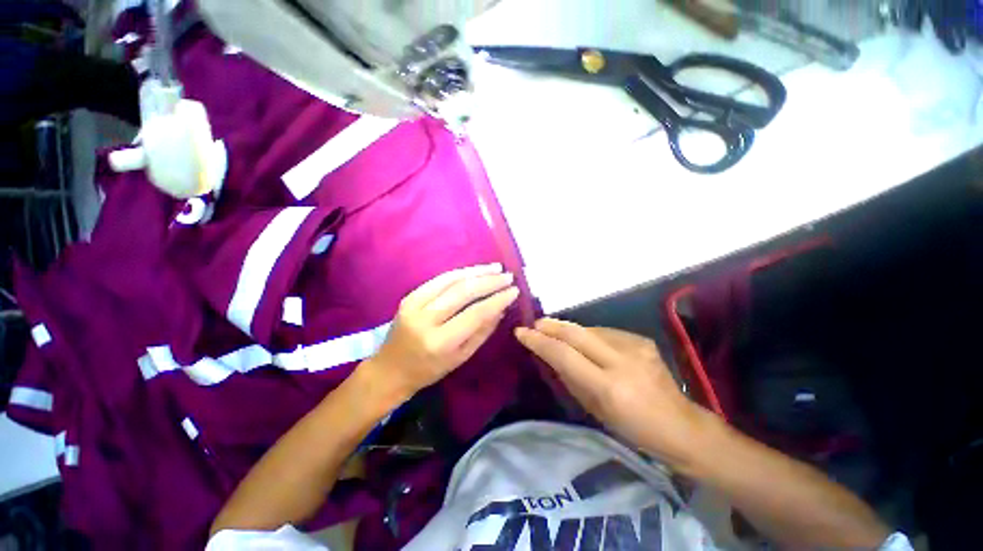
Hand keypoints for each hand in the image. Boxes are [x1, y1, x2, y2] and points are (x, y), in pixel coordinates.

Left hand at [364, 264, 519, 399]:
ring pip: (451, 281)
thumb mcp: (462, 357)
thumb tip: (501, 307)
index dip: (497, 299)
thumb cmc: (429, 370)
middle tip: (508, 276)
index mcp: (441, 342)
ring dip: (477, 272)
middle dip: (490, 282)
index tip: (514, 290)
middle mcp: (426, 320)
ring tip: (496, 268)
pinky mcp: (409, 296)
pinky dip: (460, 273)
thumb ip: (483, 331)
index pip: (476, 314)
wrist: (390, 369)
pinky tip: (475, 270)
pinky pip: (439, 280)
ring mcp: (414, 305)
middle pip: (463, 292)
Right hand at [516, 319, 702, 459]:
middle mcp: (622, 360)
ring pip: (590, 329)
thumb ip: (571, 379)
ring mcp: (635, 346)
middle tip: (534, 324)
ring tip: (556, 333)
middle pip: (576, 333)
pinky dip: (590, 334)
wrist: (681, 425)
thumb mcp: (595, 411)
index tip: (521, 333)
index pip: (564, 355)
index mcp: (609, 387)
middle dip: (550, 326)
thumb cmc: (633, 429)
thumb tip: (551, 355)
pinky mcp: (642, 340)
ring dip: (569, 330)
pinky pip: (606, 332)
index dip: (539, 341)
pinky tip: (586, 341)